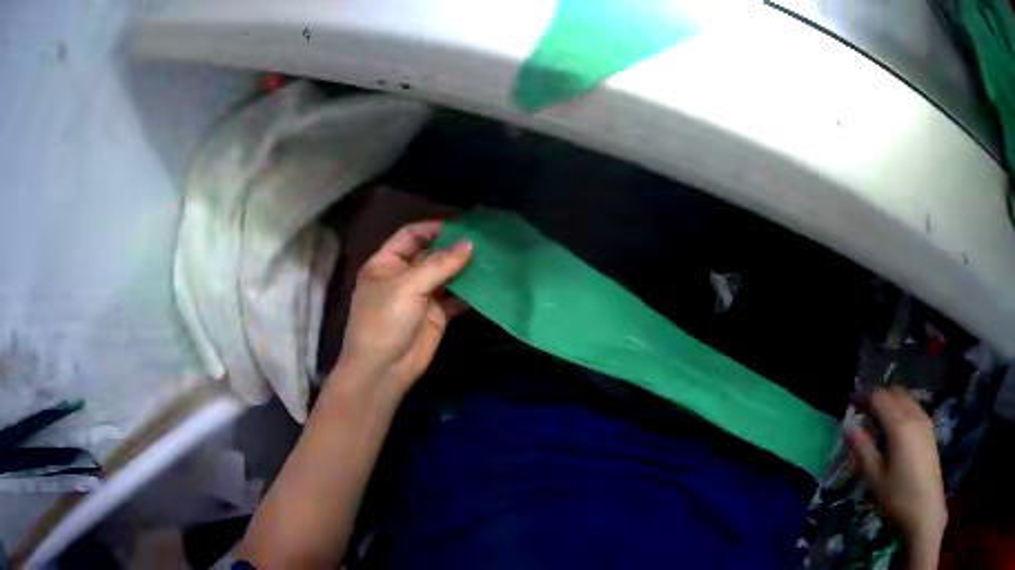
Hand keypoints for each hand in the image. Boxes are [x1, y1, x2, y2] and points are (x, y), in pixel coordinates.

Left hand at [336, 220, 471, 395]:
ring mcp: (421, 296)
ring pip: (446, 276)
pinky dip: (470, 292)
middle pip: (431, 254)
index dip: (434, 228)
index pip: (410, 235)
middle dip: (454, 248)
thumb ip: (439, 264)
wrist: (383, 369)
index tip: (463, 226)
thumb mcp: (407, 286)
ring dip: (465, 269)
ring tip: (492, 258)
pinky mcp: (436, 316)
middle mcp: (403, 276)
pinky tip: (488, 284)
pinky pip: (456, 299)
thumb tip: (470, 244)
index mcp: (386, 263)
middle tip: (486, 240)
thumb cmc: (385, 320)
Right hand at [848, 386, 945, 556]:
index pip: (879, 397)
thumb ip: (863, 451)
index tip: (851, 406)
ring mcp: (925, 420)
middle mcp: (914, 415)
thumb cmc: (897, 496)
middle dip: (878, 398)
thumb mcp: (875, 479)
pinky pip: (914, 407)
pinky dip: (902, 409)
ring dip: (891, 403)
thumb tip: (849, 429)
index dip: (864, 397)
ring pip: (906, 398)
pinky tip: (896, 432)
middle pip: (895, 392)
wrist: (925, 509)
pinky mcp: (929, 429)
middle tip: (864, 415)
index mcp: (899, 425)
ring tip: (879, 424)